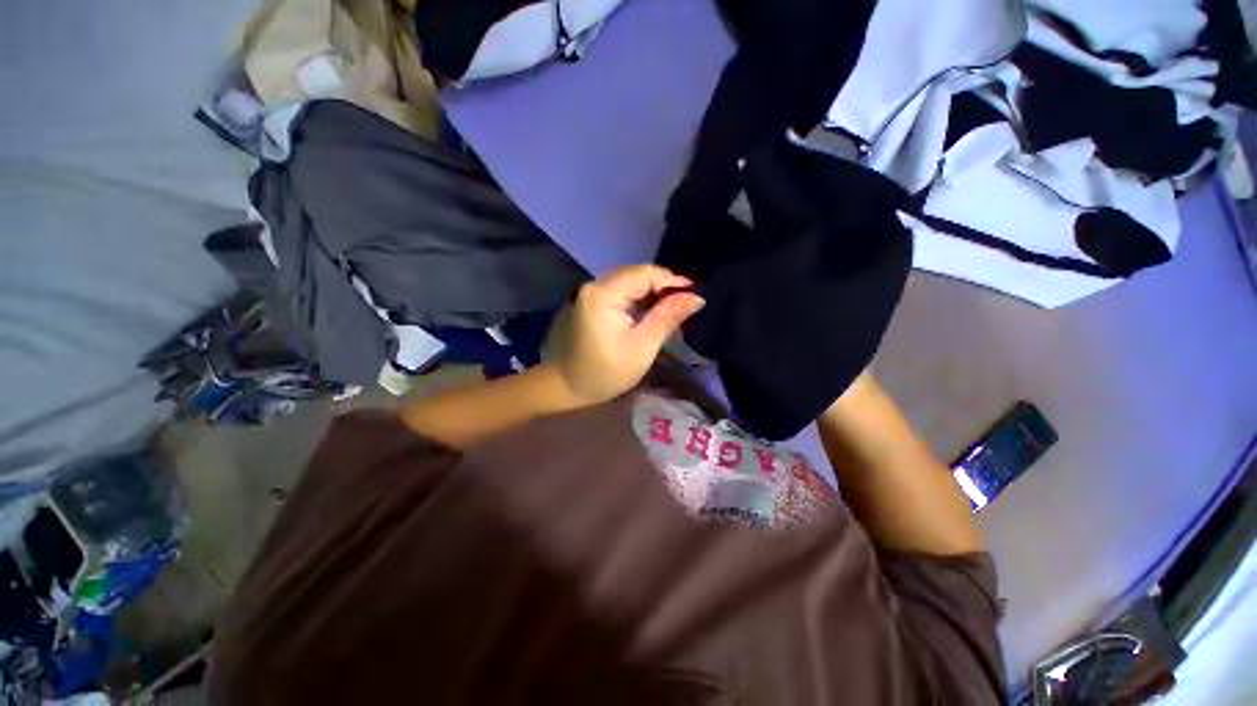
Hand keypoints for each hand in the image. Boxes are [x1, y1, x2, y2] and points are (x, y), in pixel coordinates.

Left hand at [553, 264, 704, 405]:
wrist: (564, 387)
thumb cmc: (605, 372)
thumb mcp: (642, 347)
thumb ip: (667, 317)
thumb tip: (696, 297)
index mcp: (604, 293)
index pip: (645, 273)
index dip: (672, 280)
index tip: (694, 296)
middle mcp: (594, 285)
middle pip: (635, 274)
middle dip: (662, 286)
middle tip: (684, 304)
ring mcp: (588, 292)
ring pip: (628, 282)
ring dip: (650, 292)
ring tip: (670, 308)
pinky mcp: (588, 302)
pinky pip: (618, 291)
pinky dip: (636, 299)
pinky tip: (648, 312)